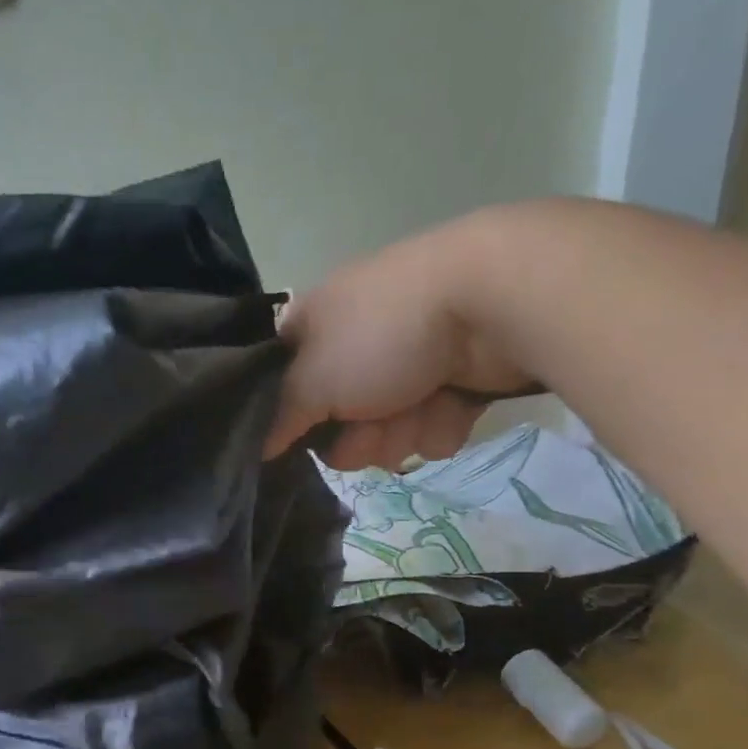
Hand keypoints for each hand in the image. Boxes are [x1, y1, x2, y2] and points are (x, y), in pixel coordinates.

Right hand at [264, 216, 535, 469]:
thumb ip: (277, 419)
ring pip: (388, 431)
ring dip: (402, 432)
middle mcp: (354, 342)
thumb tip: (254, 447)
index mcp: (313, 326)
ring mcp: (406, 359)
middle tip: (371, 425)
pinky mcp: (453, 377)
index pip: (281, 385)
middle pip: (337, 421)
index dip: (291, 417)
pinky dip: (442, 421)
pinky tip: (452, 403)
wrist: (492, 301)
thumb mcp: (311, 381)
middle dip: (358, 435)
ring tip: (421, 408)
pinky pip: (432, 424)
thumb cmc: (384, 335)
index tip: (303, 434)